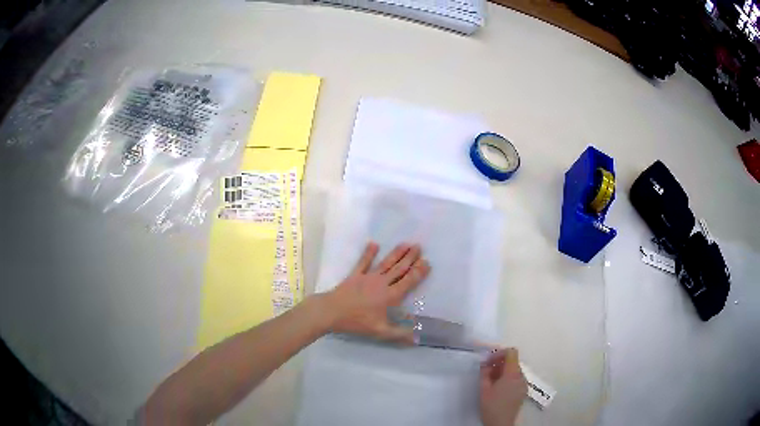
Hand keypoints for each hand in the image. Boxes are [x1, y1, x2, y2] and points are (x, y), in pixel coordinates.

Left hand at [323, 242, 430, 343]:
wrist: (332, 311)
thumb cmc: (357, 322)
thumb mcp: (380, 331)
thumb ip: (400, 334)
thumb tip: (417, 338)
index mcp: (390, 296)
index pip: (408, 281)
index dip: (419, 272)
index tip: (427, 262)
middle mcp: (382, 283)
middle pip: (399, 268)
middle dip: (410, 258)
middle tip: (419, 246)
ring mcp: (368, 277)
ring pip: (386, 263)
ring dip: (396, 253)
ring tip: (406, 243)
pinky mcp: (355, 275)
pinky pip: (363, 262)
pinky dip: (368, 253)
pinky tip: (374, 244)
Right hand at [479, 348, 527, 425]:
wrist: (501, 424)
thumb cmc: (491, 406)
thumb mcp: (484, 389)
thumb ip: (485, 373)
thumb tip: (485, 363)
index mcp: (513, 374)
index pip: (512, 352)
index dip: (500, 352)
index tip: (488, 360)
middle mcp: (521, 376)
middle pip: (513, 361)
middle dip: (499, 363)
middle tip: (486, 371)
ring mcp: (524, 384)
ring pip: (514, 370)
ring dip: (503, 371)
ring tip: (490, 380)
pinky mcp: (523, 391)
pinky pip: (516, 378)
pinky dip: (508, 378)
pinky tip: (498, 388)